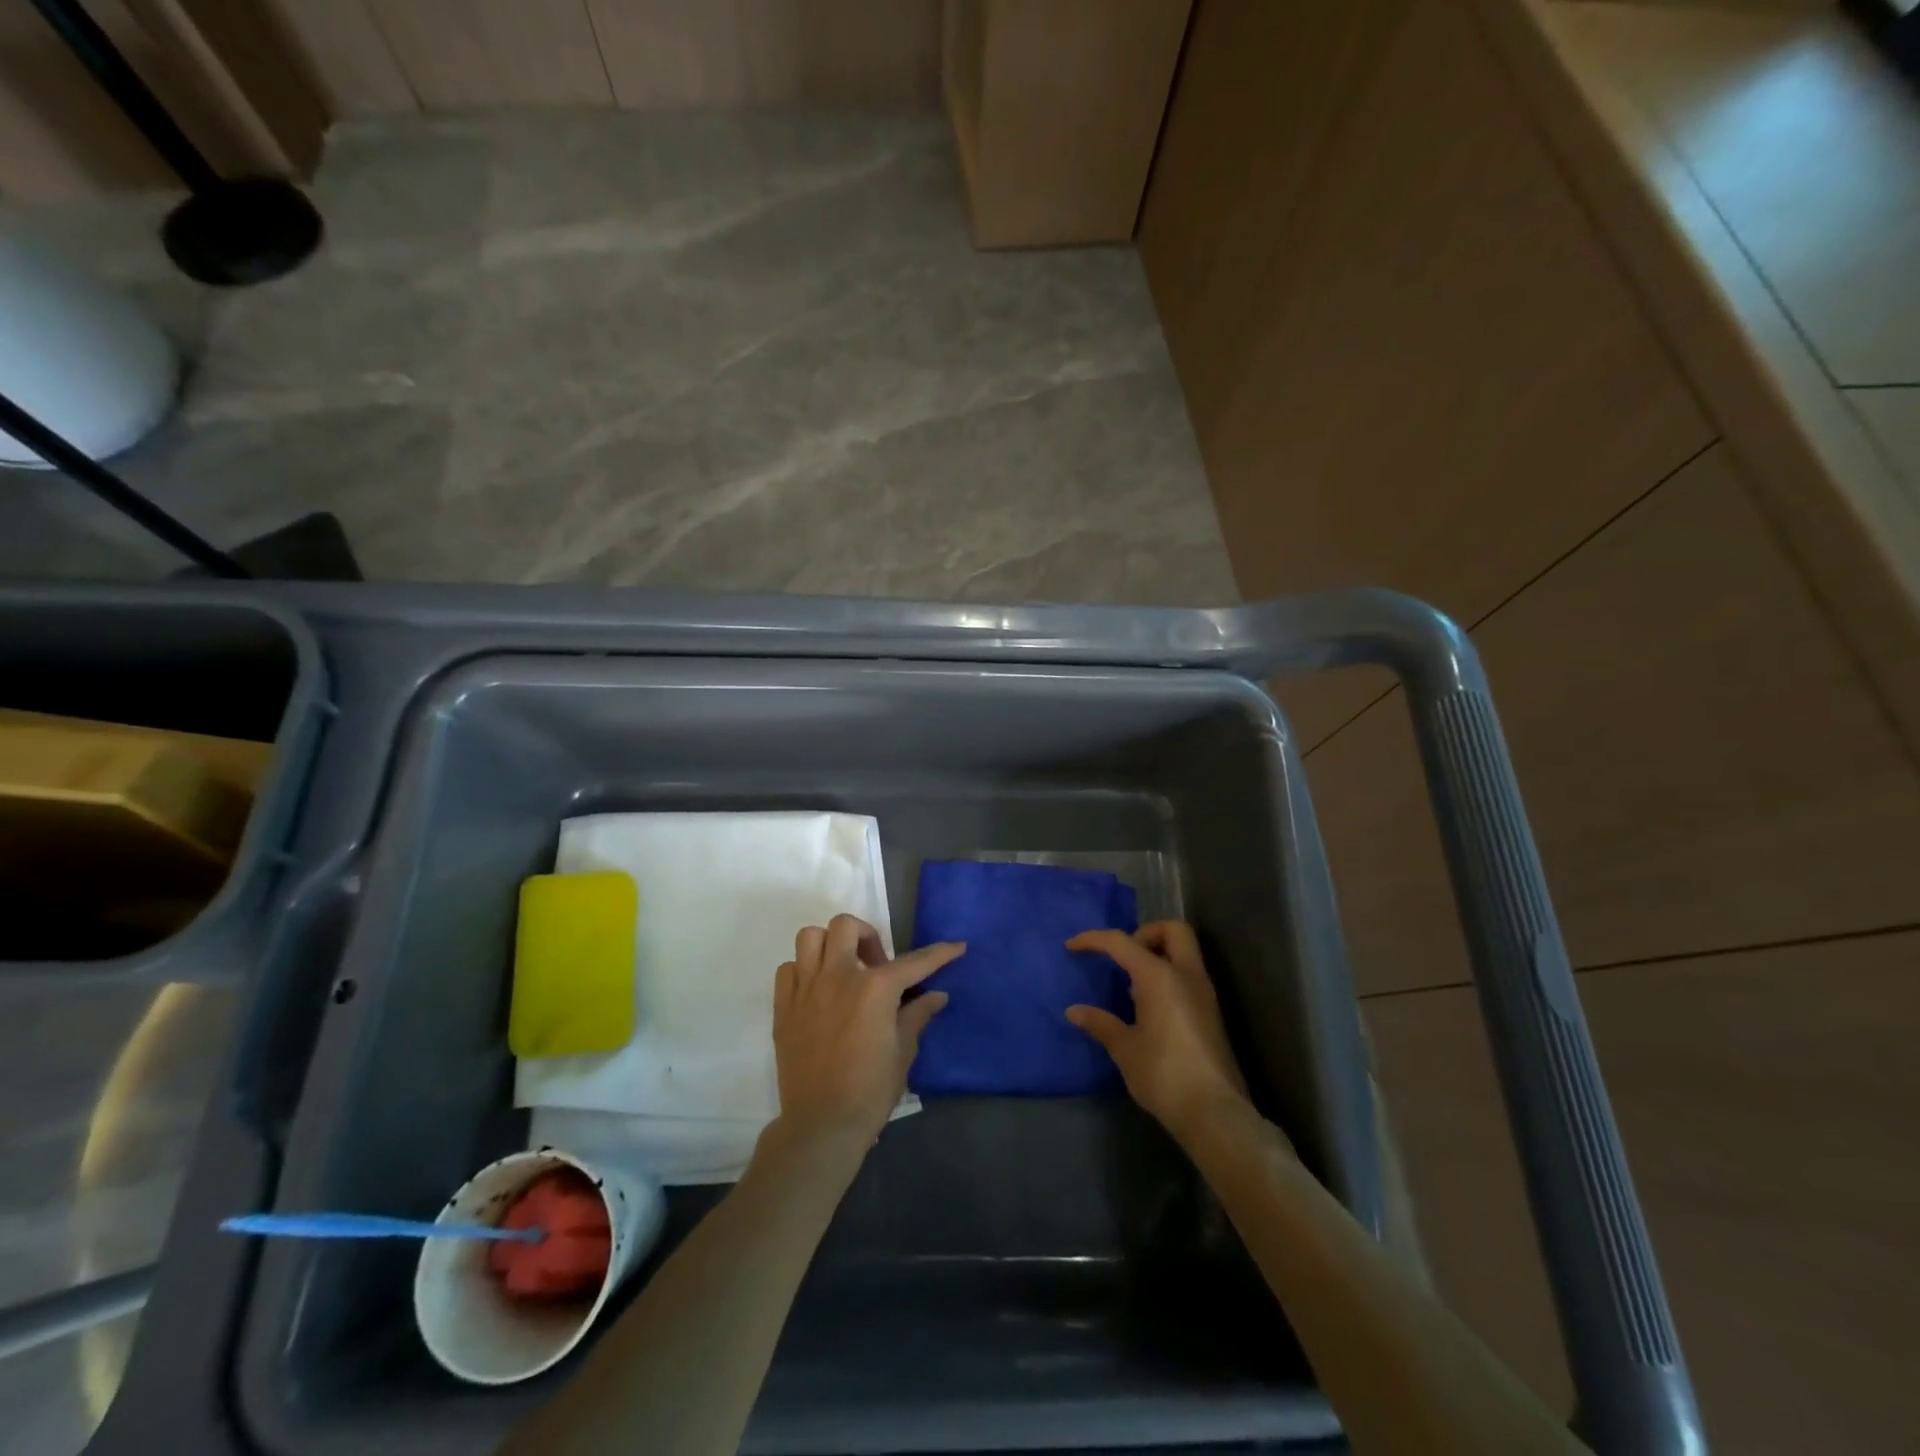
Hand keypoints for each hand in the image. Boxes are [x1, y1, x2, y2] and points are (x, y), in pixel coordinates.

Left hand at [771, 914, 963, 1150]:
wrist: (822, 1124)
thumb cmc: (870, 1090)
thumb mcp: (903, 1051)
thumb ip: (917, 1015)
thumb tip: (936, 995)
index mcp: (874, 988)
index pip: (914, 962)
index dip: (940, 954)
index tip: (956, 947)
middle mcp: (838, 977)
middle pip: (846, 926)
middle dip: (867, 936)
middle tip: (876, 964)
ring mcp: (806, 989)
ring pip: (811, 937)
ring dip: (830, 945)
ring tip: (843, 968)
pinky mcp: (784, 1007)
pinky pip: (789, 969)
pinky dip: (804, 970)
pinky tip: (817, 991)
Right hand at [1065, 921, 1249, 1142]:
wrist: (1214, 1113)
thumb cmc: (1164, 1074)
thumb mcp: (1125, 1049)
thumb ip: (1101, 1023)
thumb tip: (1074, 1011)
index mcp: (1160, 976)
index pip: (1122, 942)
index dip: (1093, 939)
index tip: (1071, 946)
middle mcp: (1187, 975)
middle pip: (1172, 930)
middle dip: (1144, 934)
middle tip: (1123, 958)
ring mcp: (1204, 993)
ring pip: (1184, 952)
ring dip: (1157, 956)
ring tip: (1131, 987)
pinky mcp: (1211, 1013)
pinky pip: (1188, 976)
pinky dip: (1167, 976)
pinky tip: (1148, 1007)